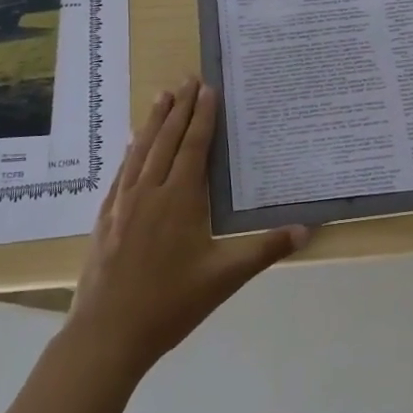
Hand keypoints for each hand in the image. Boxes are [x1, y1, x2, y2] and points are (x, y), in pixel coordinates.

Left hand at [67, 77, 307, 376]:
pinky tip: (132, 144)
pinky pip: (122, 172)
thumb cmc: (171, 304)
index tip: (208, 89)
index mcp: (180, 199)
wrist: (108, 333)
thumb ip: (265, 250)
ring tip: (161, 95)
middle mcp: (150, 191)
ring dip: (153, 121)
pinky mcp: (106, 216)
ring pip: (141, 150)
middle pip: (166, 139)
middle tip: (187, 78)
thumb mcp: (225, 278)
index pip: (194, 146)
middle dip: (179, 107)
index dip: (202, 116)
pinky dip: (131, 151)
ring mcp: (123, 202)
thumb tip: (307, 229)